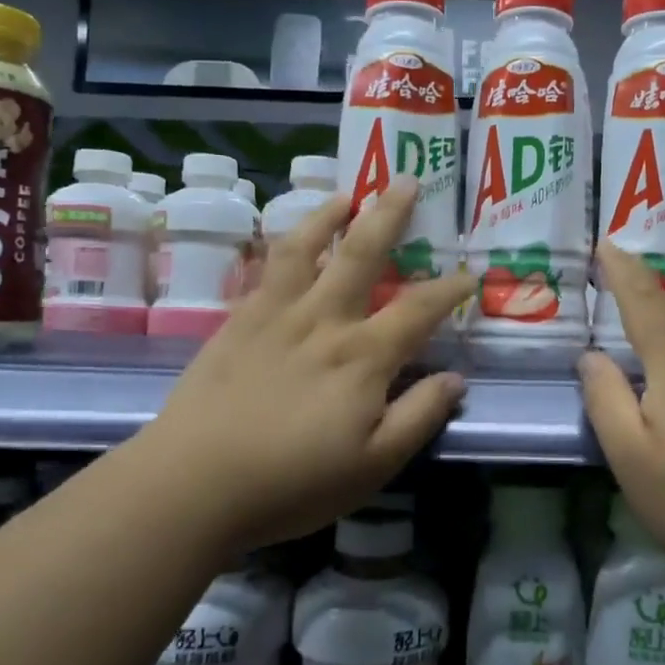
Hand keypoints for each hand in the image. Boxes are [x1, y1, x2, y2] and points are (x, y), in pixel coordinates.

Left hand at [135, 178, 473, 552]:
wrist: (195, 482)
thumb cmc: (293, 482)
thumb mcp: (374, 465)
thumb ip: (418, 416)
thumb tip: (456, 378)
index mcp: (362, 357)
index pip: (418, 310)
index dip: (449, 289)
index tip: (469, 273)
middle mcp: (323, 321)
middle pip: (361, 254)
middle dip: (388, 215)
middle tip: (404, 181)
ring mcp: (275, 316)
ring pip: (306, 248)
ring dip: (329, 215)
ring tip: (346, 194)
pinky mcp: (237, 322)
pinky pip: (266, 270)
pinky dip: (284, 245)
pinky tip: (289, 242)